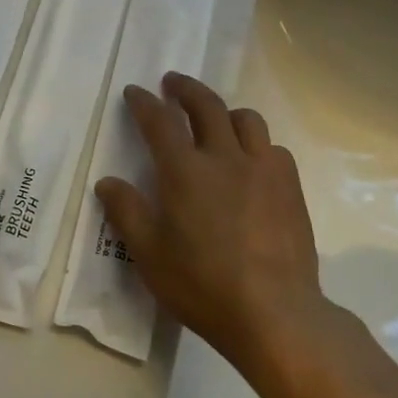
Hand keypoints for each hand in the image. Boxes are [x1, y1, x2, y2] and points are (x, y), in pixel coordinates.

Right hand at [96, 73, 328, 373]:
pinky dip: (257, 144)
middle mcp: (224, 157)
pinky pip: (273, 148)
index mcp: (185, 170)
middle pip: (206, 104)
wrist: (276, 314)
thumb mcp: (149, 254)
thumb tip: (107, 181)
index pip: (159, 121)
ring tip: (217, 119)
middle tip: (172, 83)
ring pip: (246, 119)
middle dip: (186, 88)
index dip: (144, 102)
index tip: (134, 91)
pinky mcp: (290, 187)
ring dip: (225, 111)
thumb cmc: (203, 285)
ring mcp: (263, 169)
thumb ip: (126, 212)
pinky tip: (253, 162)